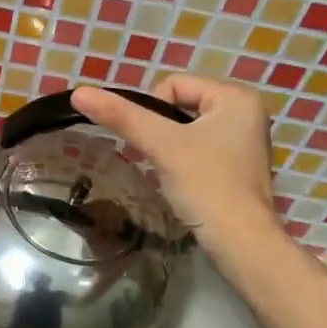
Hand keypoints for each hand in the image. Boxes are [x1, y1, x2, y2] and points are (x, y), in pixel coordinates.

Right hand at [72, 76, 277, 241]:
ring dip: (169, 146)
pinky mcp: (238, 166)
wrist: (240, 243)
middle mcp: (247, 112)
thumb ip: (122, 117)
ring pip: (188, 129)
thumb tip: (79, 93)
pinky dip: (183, 160)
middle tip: (155, 157)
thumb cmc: (206, 185)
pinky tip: (182, 182)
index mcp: (236, 96)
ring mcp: (245, 141)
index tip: (153, 143)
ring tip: (168, 171)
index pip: (174, 84)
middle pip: (181, 105)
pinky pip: (200, 148)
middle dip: (160, 130)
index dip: (152, 110)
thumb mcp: (161, 145)